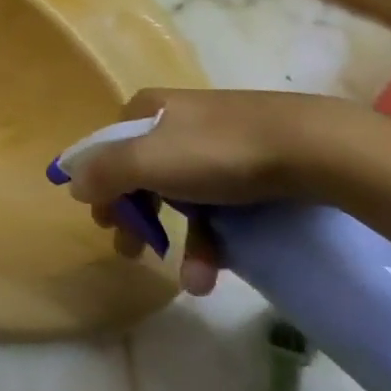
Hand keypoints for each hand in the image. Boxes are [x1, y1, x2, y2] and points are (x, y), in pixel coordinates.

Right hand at [68, 88, 346, 295]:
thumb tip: (74, 185)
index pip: (107, 148)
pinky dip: (213, 241)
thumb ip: (102, 173)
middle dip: (135, 218)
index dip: (100, 185)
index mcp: (147, 110)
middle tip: (131, 249)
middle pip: (141, 174)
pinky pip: (220, 207)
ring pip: (182, 196)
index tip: (104, 221)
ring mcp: (217, 145)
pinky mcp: (254, 169)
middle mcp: (177, 122)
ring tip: (187, 281)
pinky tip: (213, 274)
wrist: (316, 149)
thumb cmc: (217, 152)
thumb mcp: (145, 160)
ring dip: (178, 241)